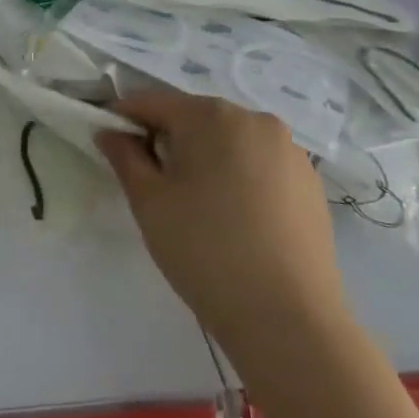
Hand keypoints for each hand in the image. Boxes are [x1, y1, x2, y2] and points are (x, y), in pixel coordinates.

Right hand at [96, 91, 345, 377]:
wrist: (286, 316)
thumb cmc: (203, 249)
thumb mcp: (148, 201)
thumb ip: (124, 156)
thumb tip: (110, 131)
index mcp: (212, 116)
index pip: (153, 101)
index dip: (124, 118)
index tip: (108, 146)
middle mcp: (256, 120)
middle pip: (194, 117)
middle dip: (166, 139)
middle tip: (150, 183)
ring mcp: (290, 151)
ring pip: (228, 140)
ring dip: (202, 157)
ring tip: (193, 204)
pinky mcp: (310, 182)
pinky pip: (258, 163)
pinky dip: (235, 175)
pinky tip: (231, 217)